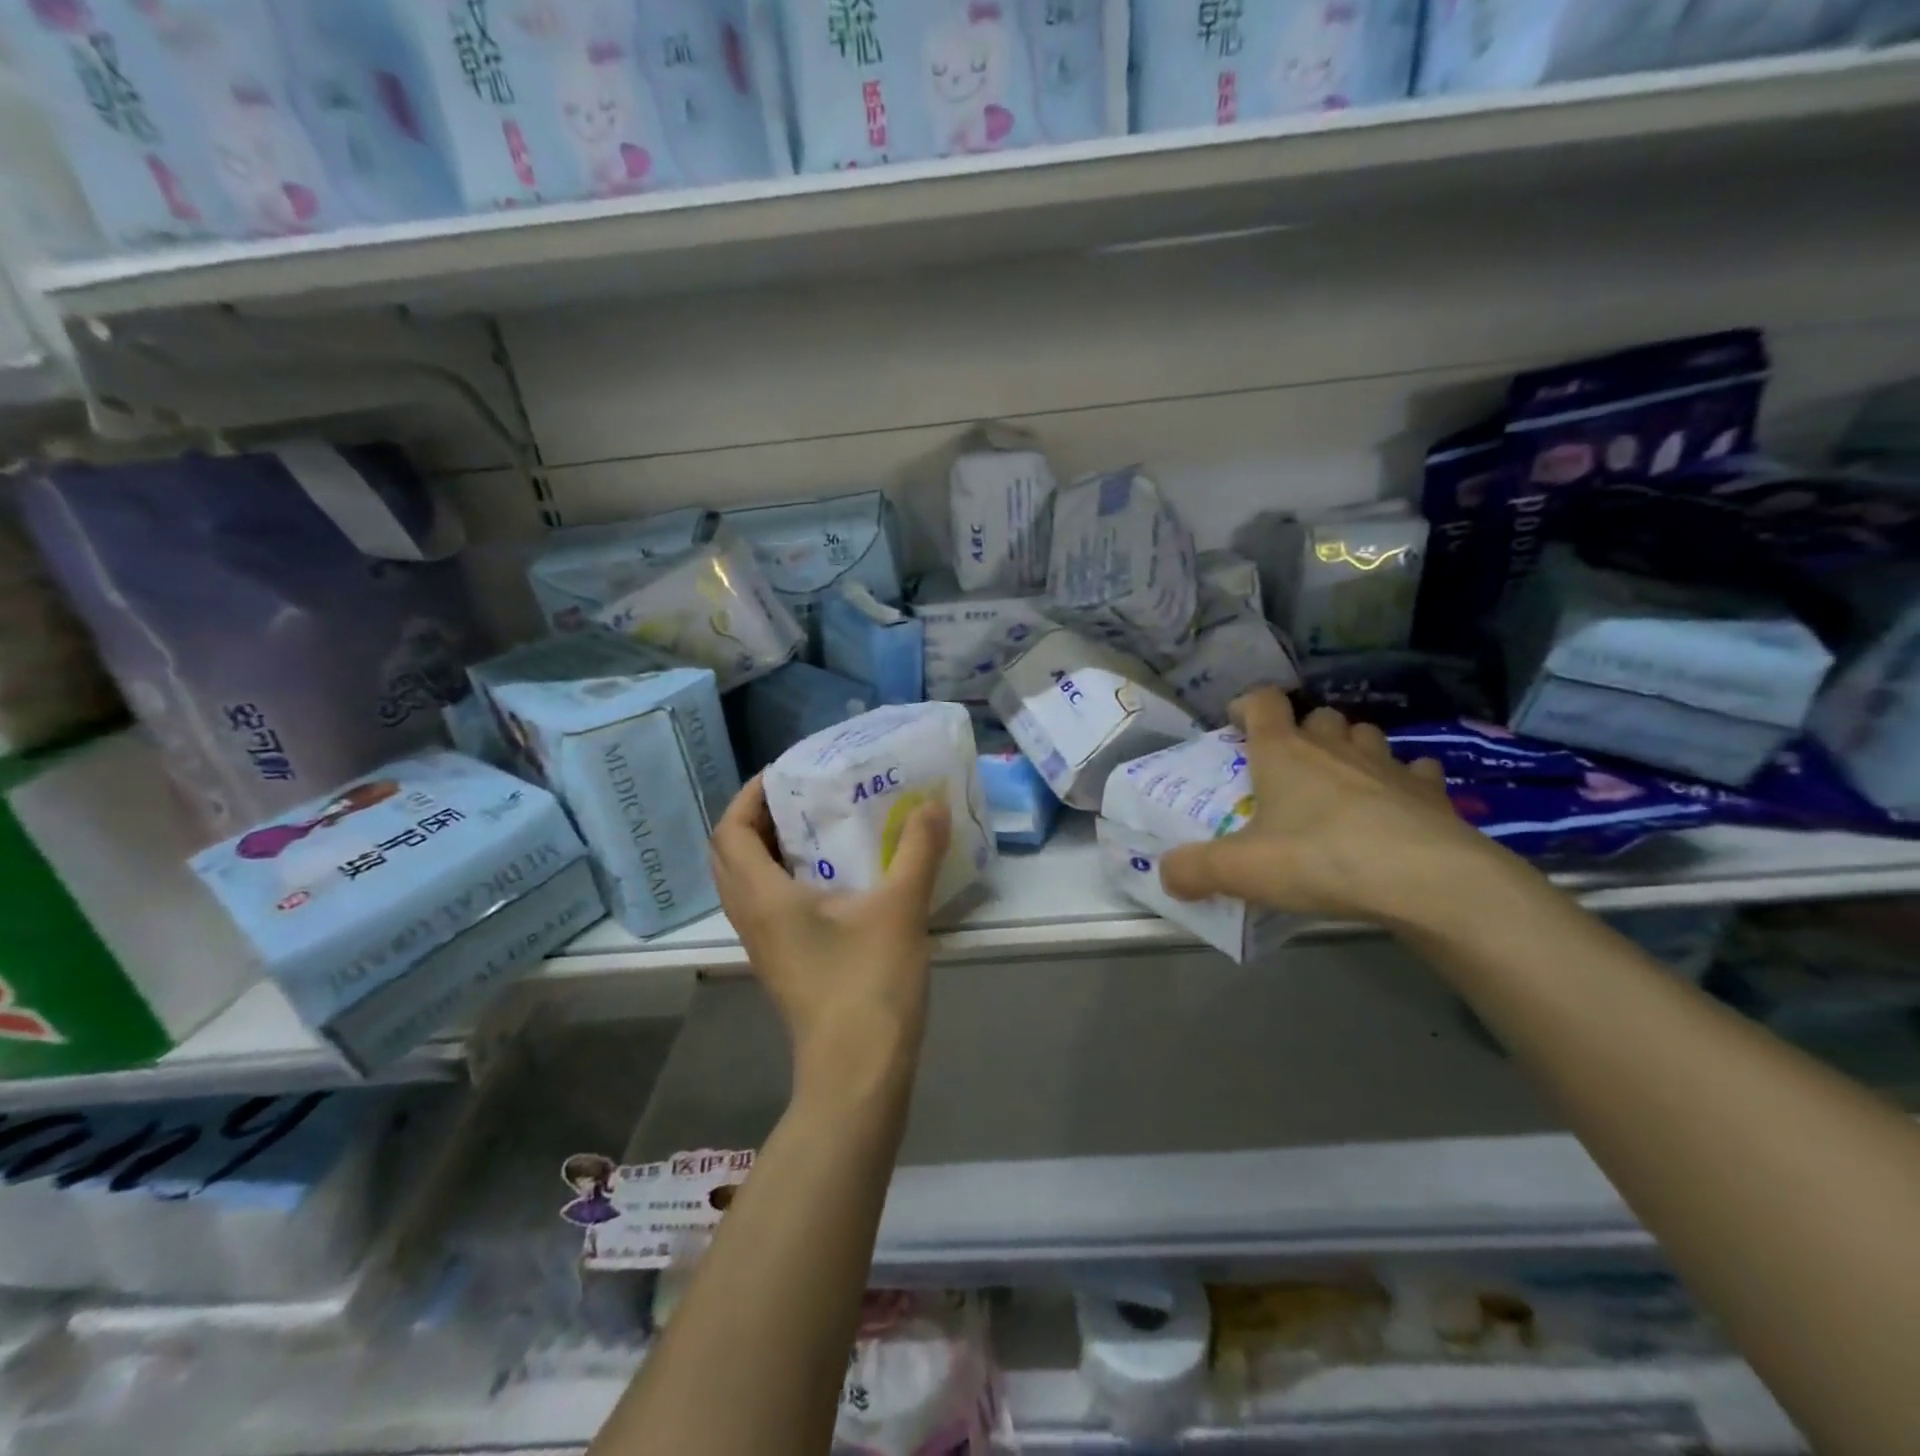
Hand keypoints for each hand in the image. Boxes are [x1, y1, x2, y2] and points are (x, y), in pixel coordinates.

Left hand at [710, 776, 951, 1097]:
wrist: (857, 1072)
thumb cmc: (868, 984)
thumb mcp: (900, 908)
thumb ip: (917, 850)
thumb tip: (932, 805)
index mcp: (764, 897)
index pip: (729, 831)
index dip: (748, 795)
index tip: (785, 774)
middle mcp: (751, 916)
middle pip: (729, 854)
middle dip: (755, 817)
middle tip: (800, 797)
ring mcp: (763, 944)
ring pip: (745, 881)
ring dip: (767, 847)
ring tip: (815, 827)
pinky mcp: (781, 961)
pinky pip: (764, 903)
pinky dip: (782, 876)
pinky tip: (831, 876)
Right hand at [1158, 690, 1514, 930]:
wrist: (1428, 881)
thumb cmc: (1321, 859)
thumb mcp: (1240, 871)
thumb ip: (1193, 869)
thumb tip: (1166, 874)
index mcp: (1283, 752)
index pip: (1262, 701)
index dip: (1246, 704)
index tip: (1236, 723)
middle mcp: (1334, 746)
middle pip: (1317, 715)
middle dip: (1302, 732)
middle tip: (1289, 767)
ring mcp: (1387, 764)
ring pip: (1365, 735)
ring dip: (1350, 749)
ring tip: (1341, 782)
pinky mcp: (1430, 791)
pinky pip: (1414, 771)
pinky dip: (1404, 780)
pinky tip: (1398, 805)